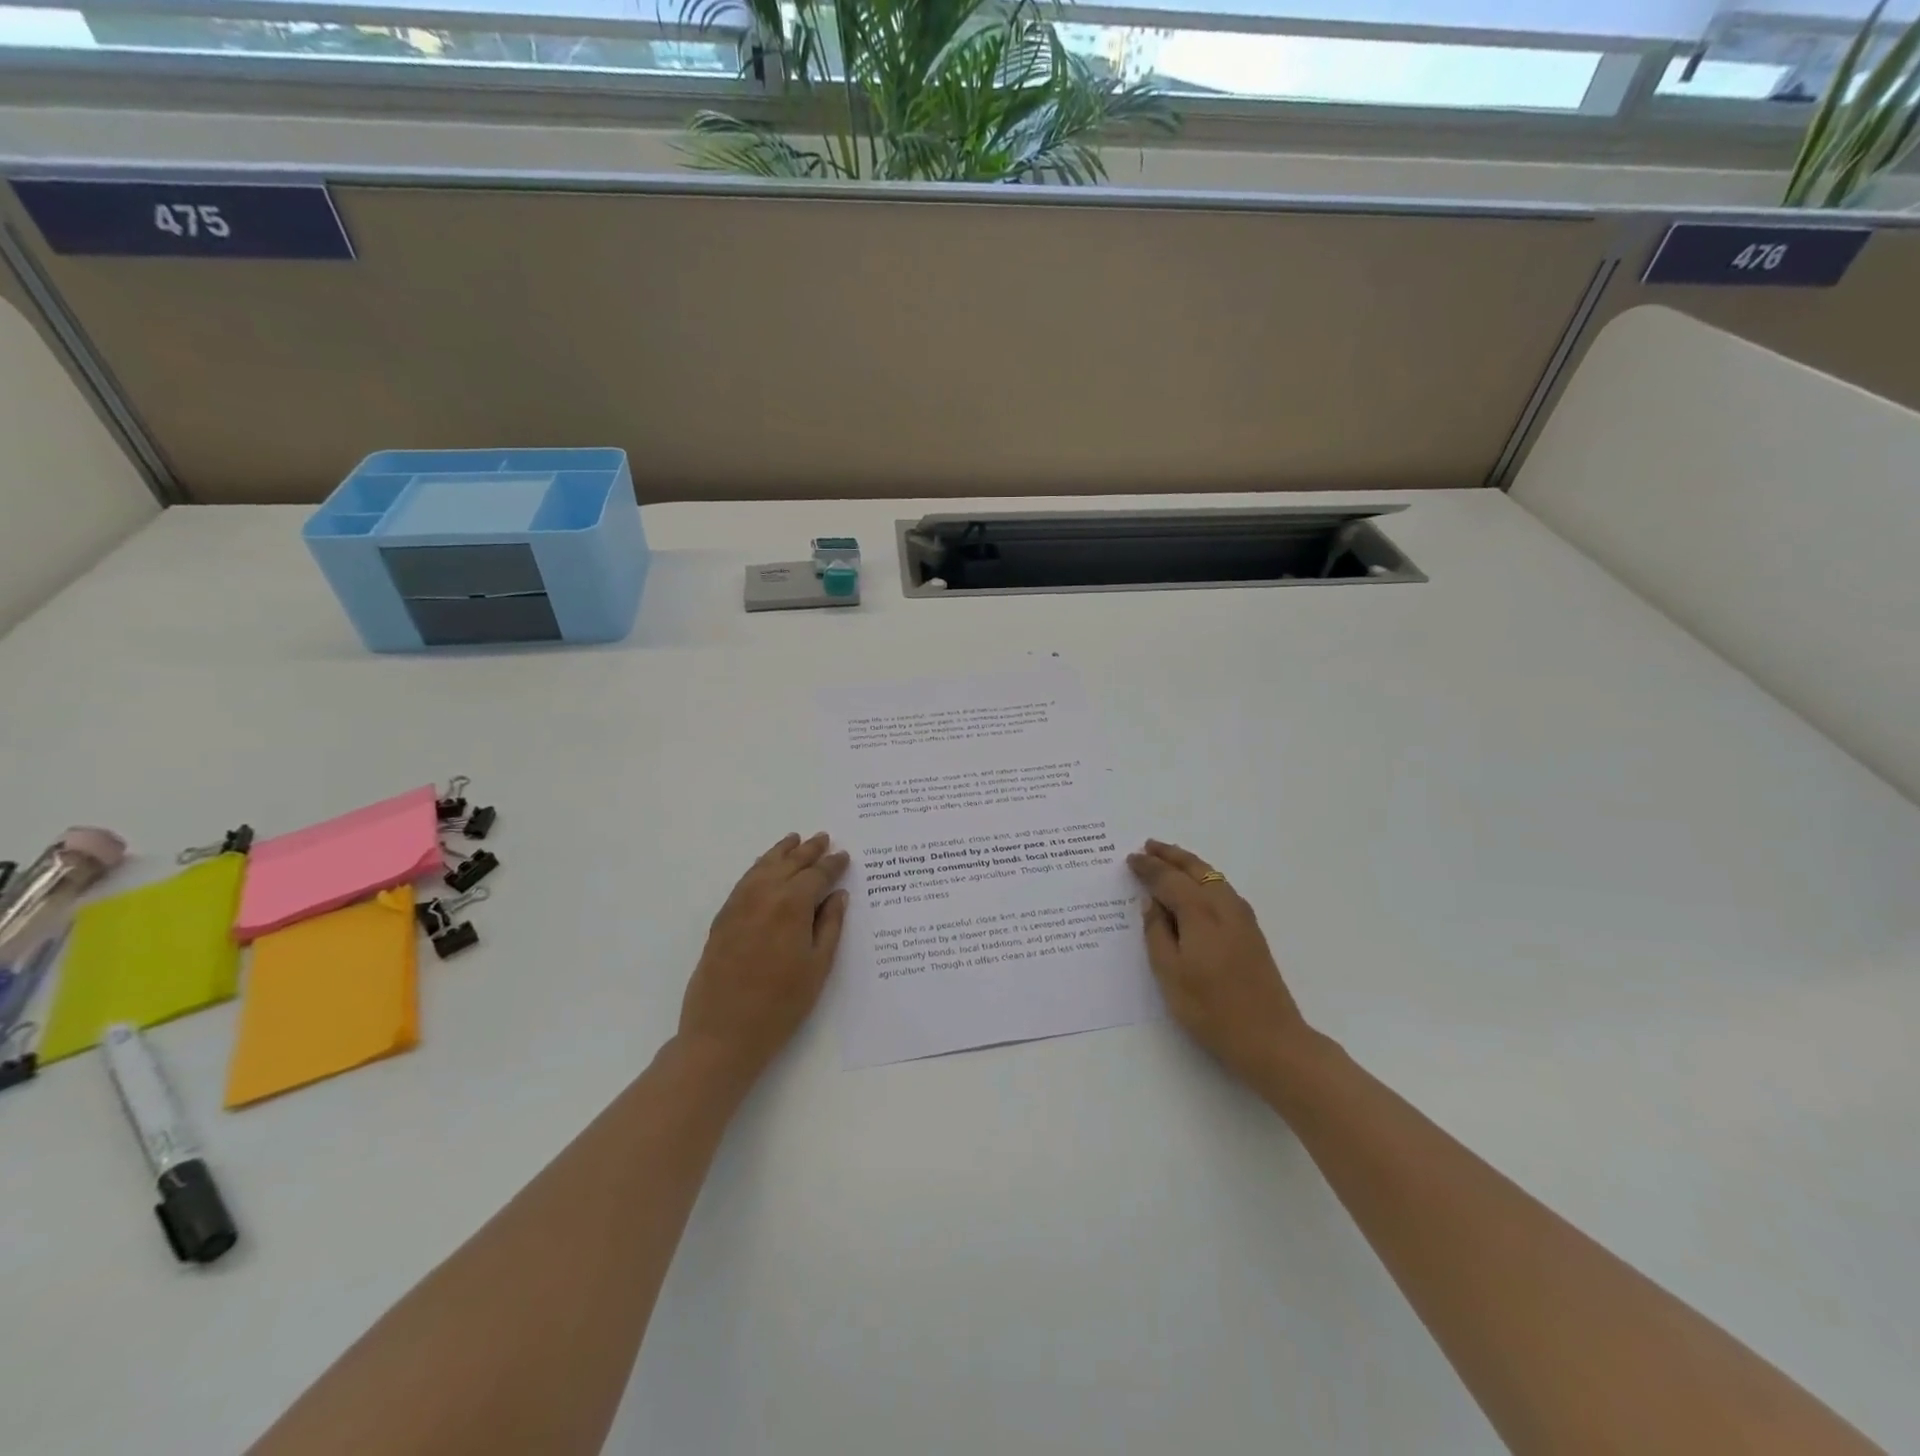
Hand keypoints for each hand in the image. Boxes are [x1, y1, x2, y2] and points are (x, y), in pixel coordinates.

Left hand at [679, 832, 850, 1084]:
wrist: (723, 1033)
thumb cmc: (781, 1004)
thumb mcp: (817, 966)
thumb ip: (829, 926)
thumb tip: (837, 895)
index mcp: (792, 905)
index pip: (816, 875)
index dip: (832, 865)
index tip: (844, 856)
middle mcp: (764, 895)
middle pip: (789, 863)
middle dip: (808, 850)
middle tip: (823, 838)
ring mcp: (738, 905)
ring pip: (763, 866)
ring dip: (781, 852)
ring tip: (794, 840)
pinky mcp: (722, 918)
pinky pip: (744, 881)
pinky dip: (759, 867)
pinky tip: (765, 868)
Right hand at [1127, 839, 1310, 1084]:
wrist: (1270, 1038)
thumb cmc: (1211, 1009)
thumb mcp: (1170, 974)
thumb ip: (1157, 933)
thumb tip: (1152, 903)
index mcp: (1200, 912)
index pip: (1168, 879)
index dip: (1148, 867)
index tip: (1130, 858)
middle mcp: (1224, 905)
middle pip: (1195, 868)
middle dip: (1171, 855)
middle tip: (1149, 845)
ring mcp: (1242, 917)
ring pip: (1212, 876)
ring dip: (1189, 864)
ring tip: (1169, 860)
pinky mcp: (1251, 931)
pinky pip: (1222, 889)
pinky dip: (1203, 878)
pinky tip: (1196, 888)